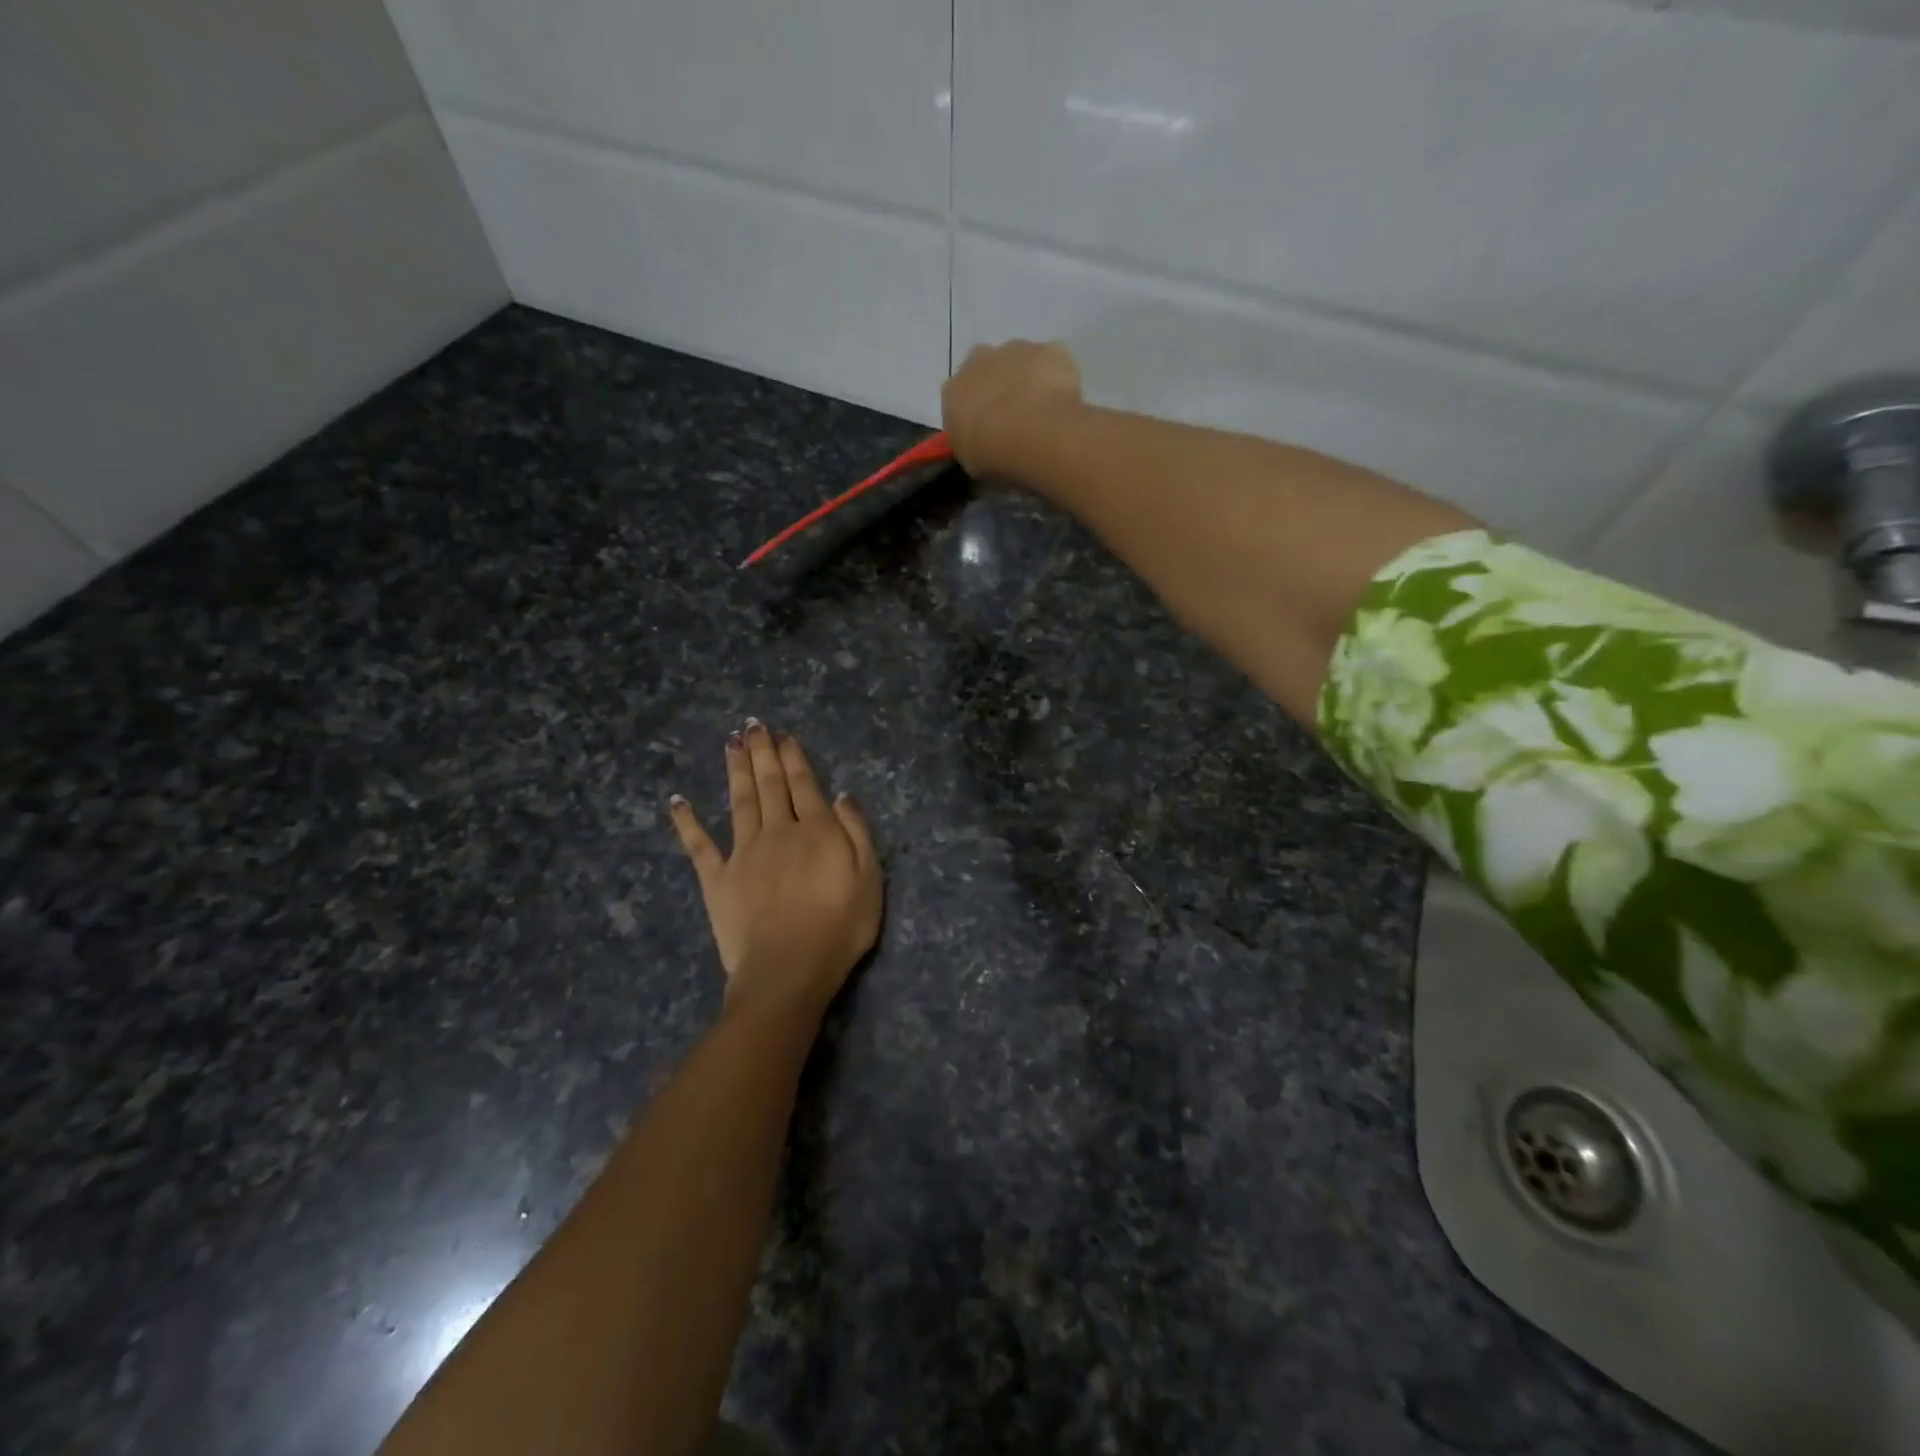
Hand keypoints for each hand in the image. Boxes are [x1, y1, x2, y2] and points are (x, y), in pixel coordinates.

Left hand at [669, 721, 881, 1022]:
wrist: (788, 969)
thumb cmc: (839, 928)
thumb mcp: (870, 880)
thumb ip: (857, 834)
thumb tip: (842, 796)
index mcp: (815, 831)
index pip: (803, 784)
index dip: (793, 758)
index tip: (784, 736)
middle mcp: (777, 831)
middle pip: (769, 784)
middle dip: (762, 752)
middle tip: (752, 725)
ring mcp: (743, 853)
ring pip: (738, 801)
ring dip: (734, 770)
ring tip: (730, 743)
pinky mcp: (717, 879)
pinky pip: (699, 845)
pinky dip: (687, 821)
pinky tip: (677, 800)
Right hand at [941, 340, 1084, 480]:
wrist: (1036, 433)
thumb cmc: (995, 453)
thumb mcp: (971, 461)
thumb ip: (971, 444)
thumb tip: (980, 442)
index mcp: (954, 391)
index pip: (958, 397)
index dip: (974, 411)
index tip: (986, 428)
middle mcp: (979, 361)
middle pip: (986, 368)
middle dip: (997, 385)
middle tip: (1013, 415)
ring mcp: (1016, 350)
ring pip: (1019, 359)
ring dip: (1026, 377)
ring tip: (1041, 409)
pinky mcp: (1050, 349)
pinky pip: (1052, 360)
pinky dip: (1056, 375)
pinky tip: (1062, 399)